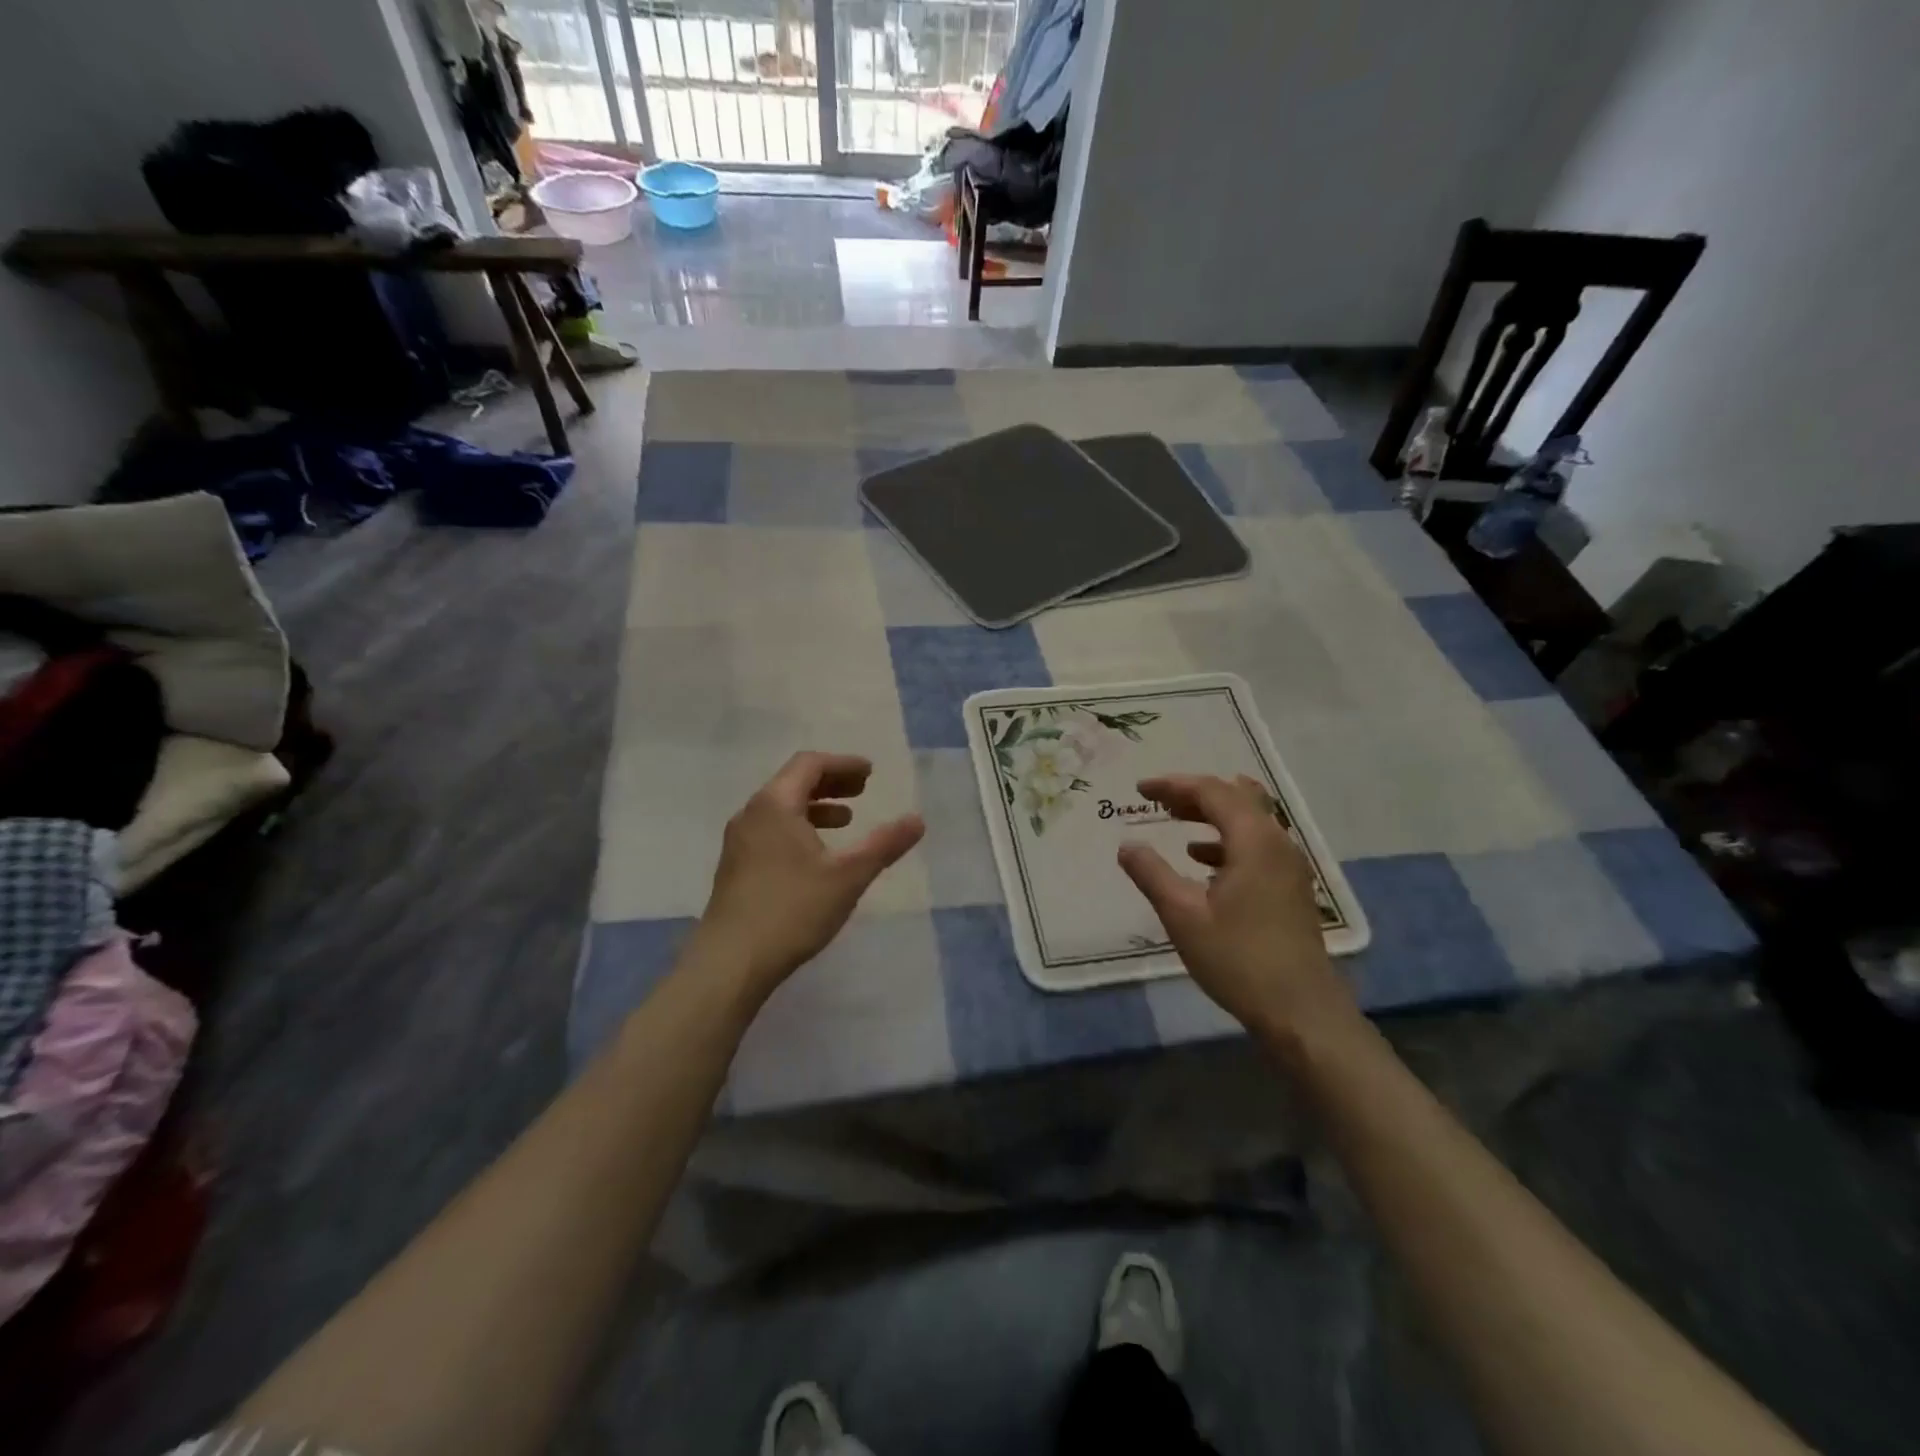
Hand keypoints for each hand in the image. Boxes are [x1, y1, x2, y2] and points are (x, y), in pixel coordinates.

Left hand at [692, 751, 924, 1000]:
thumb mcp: (848, 876)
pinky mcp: (735, 867)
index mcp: (775, 804)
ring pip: (781, 808)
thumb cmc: (792, 909)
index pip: (809, 764)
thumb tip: (918, 820)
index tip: (870, 773)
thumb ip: (884, 844)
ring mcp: (739, 842)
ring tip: (845, 821)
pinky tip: (816, 856)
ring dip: (815, 807)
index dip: (843, 764)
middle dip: (831, 782)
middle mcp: (752, 814)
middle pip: (793, 782)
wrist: (730, 962)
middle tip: (862, 790)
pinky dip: (799, 828)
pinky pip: (771, 830)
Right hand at [1117, 773, 1357, 1041]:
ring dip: (1212, 815)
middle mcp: (1277, 843)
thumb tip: (1127, 845)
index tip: (1140, 789)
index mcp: (1254, 841)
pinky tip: (1202, 861)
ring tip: (1176, 822)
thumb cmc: (1238, 958)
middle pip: (1236, 798)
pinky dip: (1226, 841)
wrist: (1300, 1011)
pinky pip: (1256, 845)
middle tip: (1158, 801)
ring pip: (1249, 821)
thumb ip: (1151, 874)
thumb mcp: (1183, 915)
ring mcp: (1289, 866)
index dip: (1174, 785)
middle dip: (1194, 794)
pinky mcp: (1291, 888)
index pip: (1212, 791)